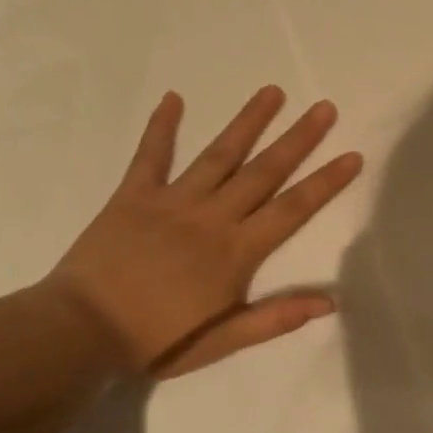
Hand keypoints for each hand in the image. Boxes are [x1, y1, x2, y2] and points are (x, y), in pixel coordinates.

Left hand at [43, 86, 362, 377]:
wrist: (81, 332)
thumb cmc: (157, 341)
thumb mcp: (222, 340)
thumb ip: (275, 318)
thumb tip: (329, 302)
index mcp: (236, 251)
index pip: (292, 209)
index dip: (325, 182)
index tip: (352, 155)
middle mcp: (212, 216)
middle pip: (264, 171)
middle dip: (298, 139)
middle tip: (324, 108)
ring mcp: (172, 201)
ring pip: (219, 154)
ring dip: (248, 122)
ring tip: (272, 91)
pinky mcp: (133, 196)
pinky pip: (151, 155)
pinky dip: (162, 127)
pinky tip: (174, 98)